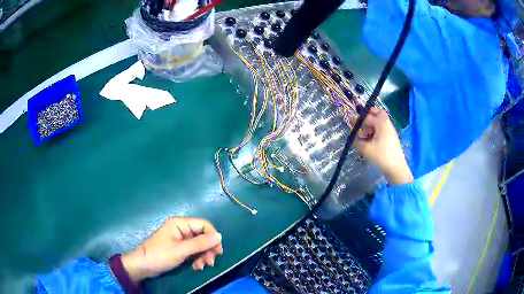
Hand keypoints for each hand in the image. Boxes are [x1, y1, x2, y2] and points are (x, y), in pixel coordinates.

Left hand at [120, 217, 222, 282]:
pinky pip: (194, 252)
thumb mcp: (181, 250)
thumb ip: (200, 243)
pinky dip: (197, 259)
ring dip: (203, 256)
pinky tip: (196, 267)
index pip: (204, 225)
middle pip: (203, 236)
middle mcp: (181, 229)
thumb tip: (220, 236)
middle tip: (210, 262)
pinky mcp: (179, 249)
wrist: (143, 266)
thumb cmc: (160, 255)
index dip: (213, 237)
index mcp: (180, 224)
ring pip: (199, 245)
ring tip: (202, 266)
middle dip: (208, 249)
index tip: (218, 251)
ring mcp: (180, 240)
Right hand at [353, 107, 412, 185]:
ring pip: (380, 122)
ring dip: (371, 125)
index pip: (368, 116)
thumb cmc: (381, 156)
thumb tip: (353, 137)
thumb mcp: (365, 149)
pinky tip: (370, 141)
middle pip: (378, 114)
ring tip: (363, 135)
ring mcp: (390, 131)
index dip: (358, 119)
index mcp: (381, 123)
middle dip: (368, 116)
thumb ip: (357, 141)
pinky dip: (375, 131)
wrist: (396, 168)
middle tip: (360, 122)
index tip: (350, 121)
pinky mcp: (391, 139)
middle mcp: (387, 124)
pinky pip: (382, 130)